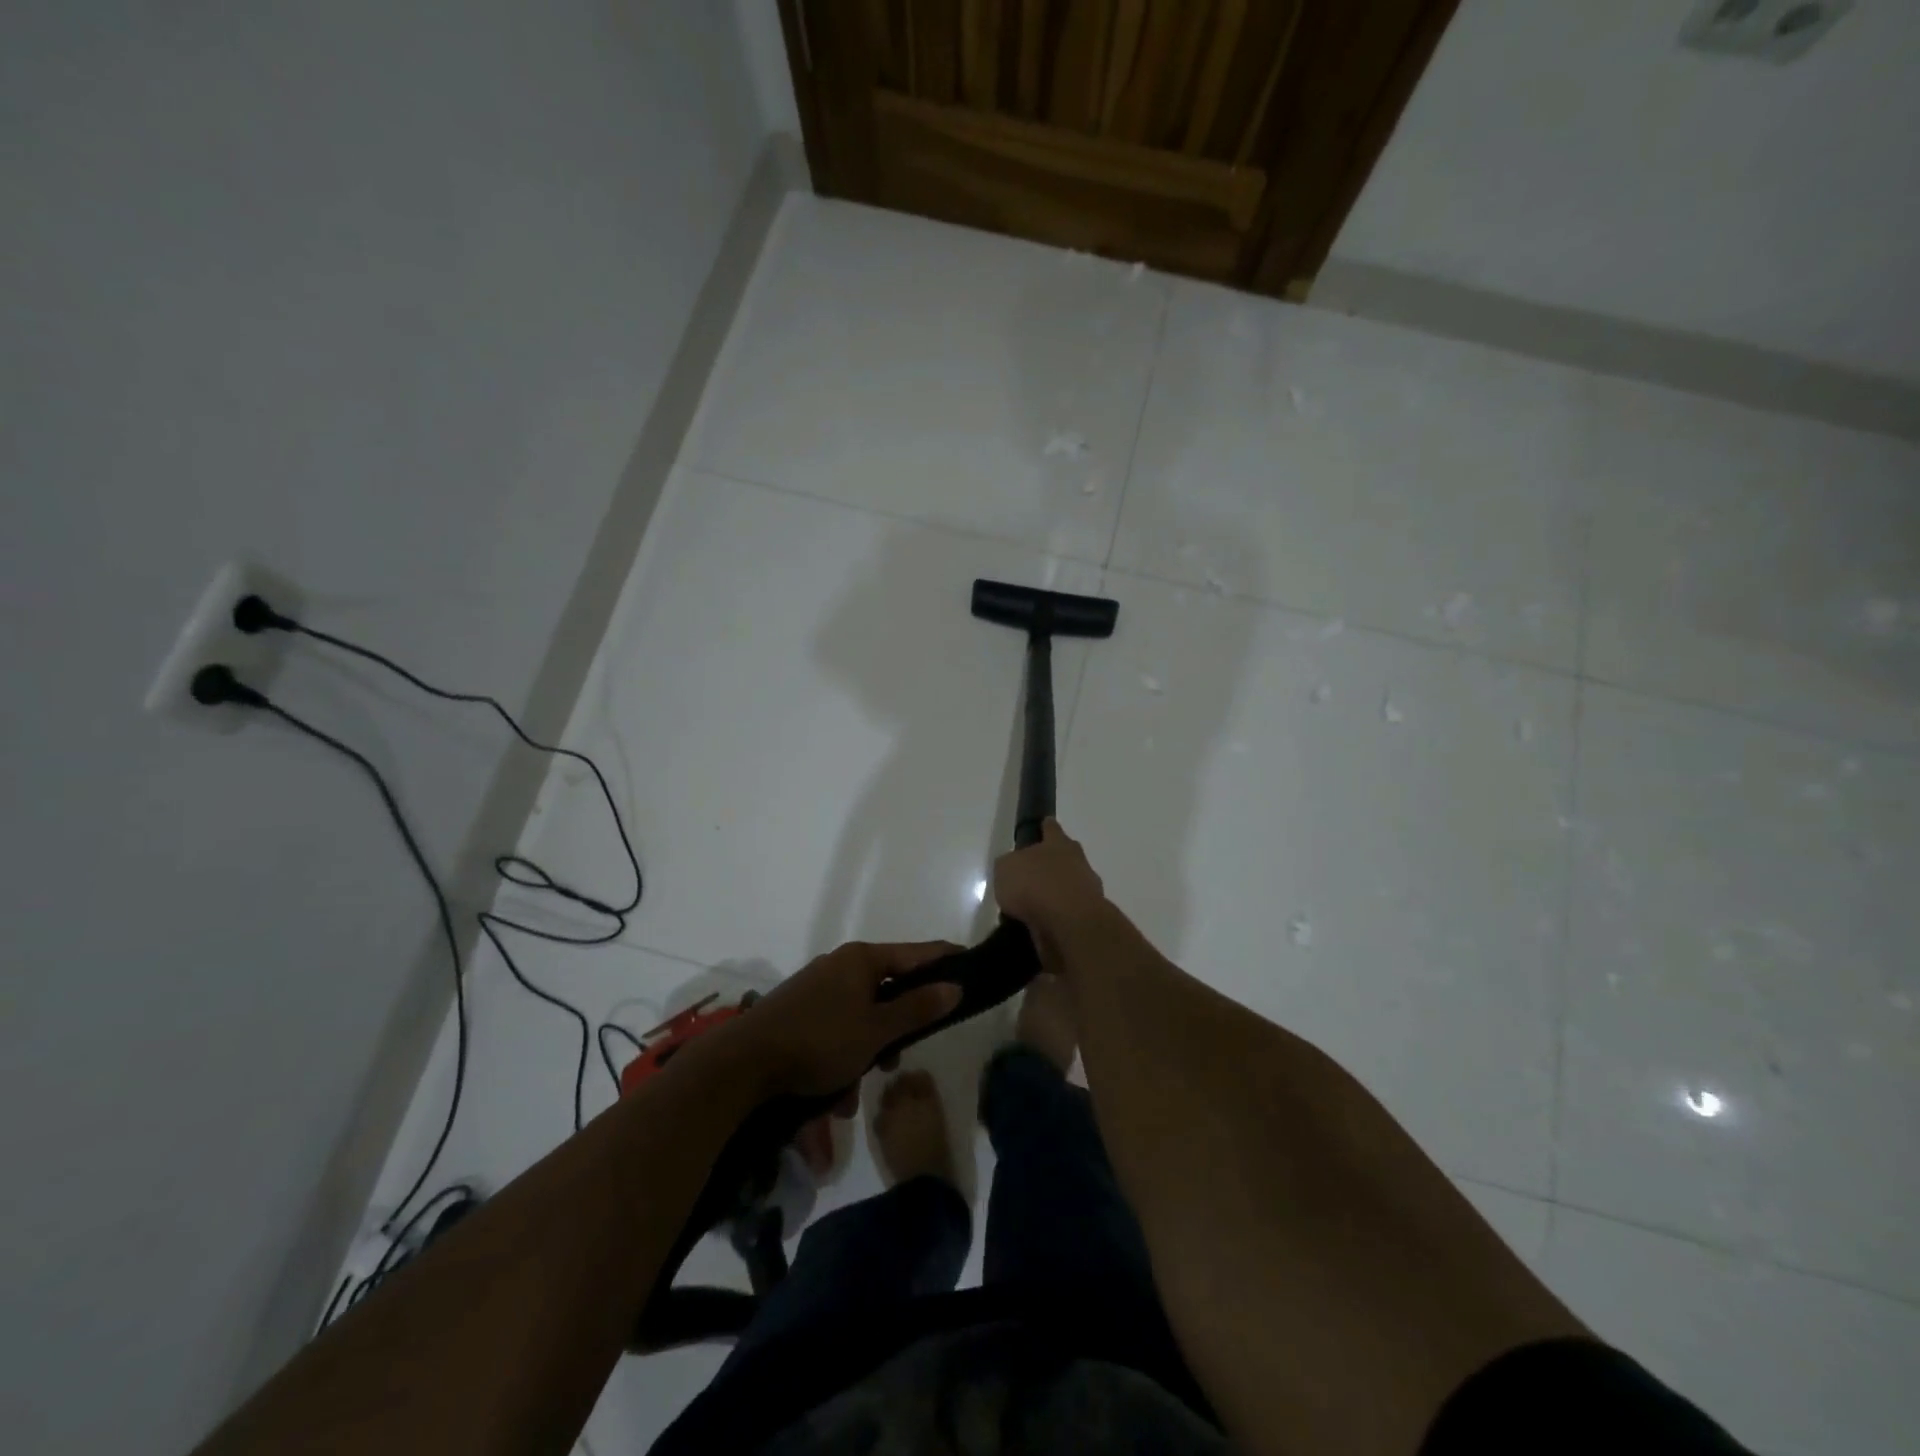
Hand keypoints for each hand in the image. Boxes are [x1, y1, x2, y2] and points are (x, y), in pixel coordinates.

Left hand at [731, 941, 962, 1099]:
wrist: (742, 1065)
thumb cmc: (819, 1041)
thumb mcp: (876, 1030)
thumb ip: (918, 1008)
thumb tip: (954, 986)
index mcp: (860, 960)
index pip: (915, 953)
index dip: (944, 959)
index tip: (970, 964)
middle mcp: (838, 967)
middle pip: (885, 990)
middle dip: (895, 1029)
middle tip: (898, 1058)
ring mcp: (815, 990)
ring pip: (859, 1019)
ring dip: (864, 1055)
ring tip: (854, 1094)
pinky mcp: (798, 1015)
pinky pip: (834, 1033)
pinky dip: (839, 1061)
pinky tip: (832, 1097)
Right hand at [994, 819, 1107, 962]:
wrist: (1070, 924)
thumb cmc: (1035, 885)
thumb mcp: (1005, 868)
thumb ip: (1009, 865)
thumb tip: (1014, 870)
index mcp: (1059, 843)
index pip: (1051, 828)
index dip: (1045, 827)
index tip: (1042, 825)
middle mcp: (1077, 862)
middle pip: (1064, 858)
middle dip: (1050, 864)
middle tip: (1030, 875)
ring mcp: (1087, 891)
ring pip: (1067, 888)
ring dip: (1053, 895)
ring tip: (1028, 909)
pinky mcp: (1087, 919)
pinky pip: (1066, 915)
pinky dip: (1055, 919)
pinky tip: (1038, 927)